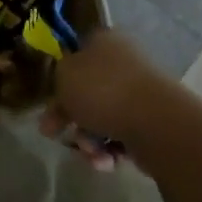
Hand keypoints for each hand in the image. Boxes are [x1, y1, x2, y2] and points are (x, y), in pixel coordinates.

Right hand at [40, 30, 172, 169]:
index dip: (60, 79)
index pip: (76, 55)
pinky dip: (110, 151)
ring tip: (91, 152)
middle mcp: (123, 63)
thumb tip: (69, 86)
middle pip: (87, 92)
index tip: (48, 102)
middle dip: (70, 118)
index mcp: (104, 41)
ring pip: (101, 119)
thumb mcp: (64, 74)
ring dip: (88, 140)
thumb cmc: (102, 90)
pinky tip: (108, 160)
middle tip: (53, 134)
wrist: (153, 122)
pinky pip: (120, 137)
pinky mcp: (150, 123)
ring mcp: (139, 94)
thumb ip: (58, 77)